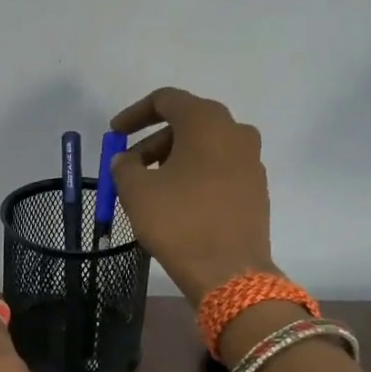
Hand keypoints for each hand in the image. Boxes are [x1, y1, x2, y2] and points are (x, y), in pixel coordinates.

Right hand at [109, 88, 274, 304]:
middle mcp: (235, 132)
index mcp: (206, 122)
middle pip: (187, 123)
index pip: (166, 100)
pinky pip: (219, 169)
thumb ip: (124, 166)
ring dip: (173, 160)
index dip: (135, 114)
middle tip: (129, 166)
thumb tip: (127, 160)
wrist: (229, 272)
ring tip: (149, 188)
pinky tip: (176, 202)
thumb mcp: (136, 191)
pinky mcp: (255, 188)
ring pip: (204, 148)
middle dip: (153, 141)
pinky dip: (194, 175)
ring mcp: (251, 161)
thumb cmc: (178, 222)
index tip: (114, 133)